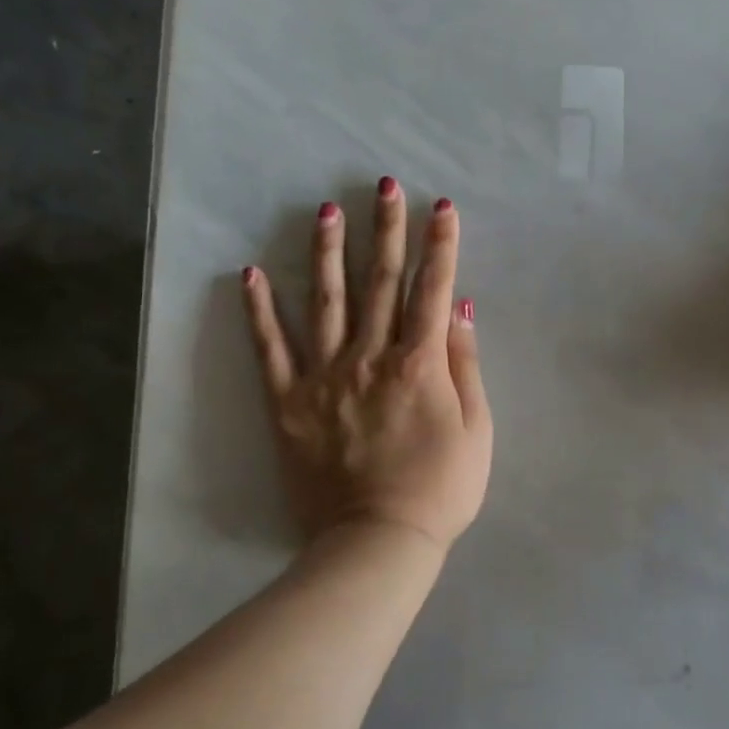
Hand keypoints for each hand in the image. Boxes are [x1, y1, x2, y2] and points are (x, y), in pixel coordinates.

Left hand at [242, 178, 492, 553]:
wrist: (378, 542)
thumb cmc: (441, 488)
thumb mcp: (477, 429)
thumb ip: (465, 364)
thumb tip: (459, 308)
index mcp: (419, 364)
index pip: (431, 290)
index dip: (440, 245)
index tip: (440, 206)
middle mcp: (370, 358)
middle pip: (380, 283)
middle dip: (386, 230)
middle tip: (383, 186)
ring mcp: (325, 377)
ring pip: (328, 302)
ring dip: (329, 252)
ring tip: (326, 210)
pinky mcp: (288, 403)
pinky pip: (272, 350)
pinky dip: (260, 312)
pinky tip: (251, 274)